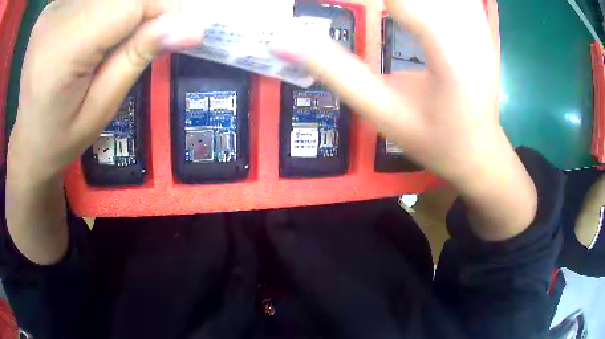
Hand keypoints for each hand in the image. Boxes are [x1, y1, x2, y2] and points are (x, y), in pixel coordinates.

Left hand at [6, 0, 204, 264]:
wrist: (28, 138)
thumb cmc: (61, 137)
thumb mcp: (102, 108)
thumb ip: (137, 57)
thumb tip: (192, 27)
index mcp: (60, 52)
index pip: (129, 2)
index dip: (162, 8)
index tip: (174, 30)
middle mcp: (53, 19)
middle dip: (144, 7)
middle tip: (144, 35)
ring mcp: (51, 10)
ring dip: (124, 7)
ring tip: (114, 37)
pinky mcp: (52, 7)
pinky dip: (105, 6)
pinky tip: (97, 26)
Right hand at [275, 0, 498, 184]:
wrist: (477, 148)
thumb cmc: (432, 139)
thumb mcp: (380, 111)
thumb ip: (333, 70)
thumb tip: (280, 41)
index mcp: (447, 53)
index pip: (398, 0)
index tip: (321, 1)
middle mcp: (469, 29)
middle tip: (357, 7)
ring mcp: (477, 22)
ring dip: (399, 1)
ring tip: (375, 10)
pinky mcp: (478, 21)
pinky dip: (422, 0)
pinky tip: (401, 9)